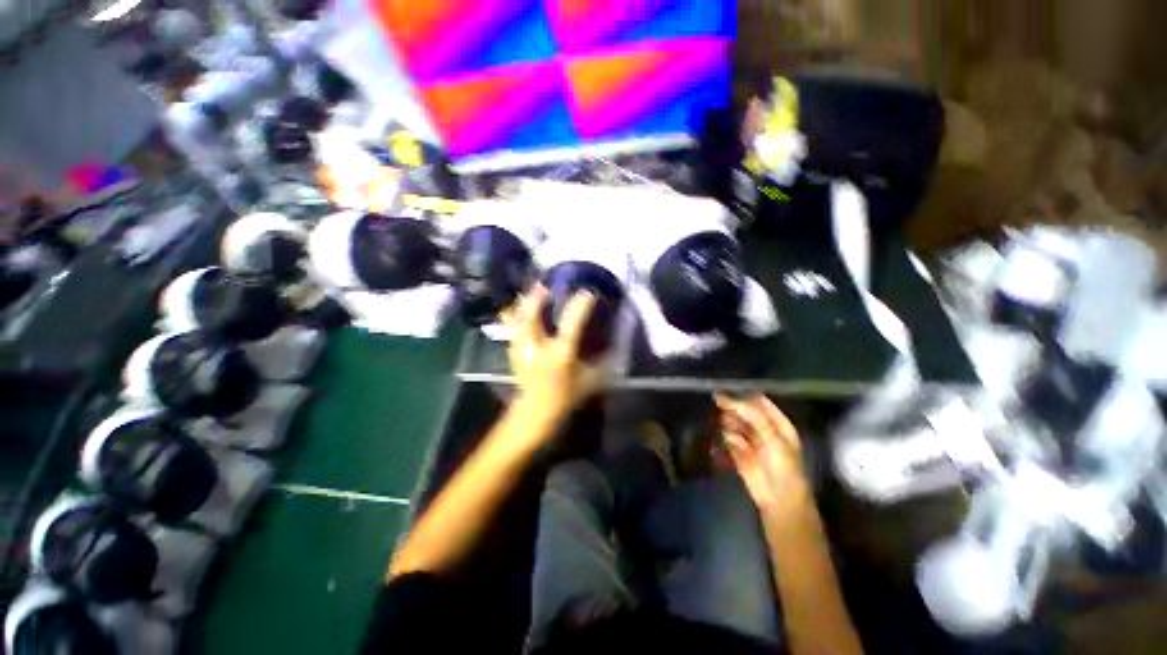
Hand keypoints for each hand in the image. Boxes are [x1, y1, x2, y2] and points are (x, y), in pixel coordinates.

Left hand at [503, 286, 605, 421]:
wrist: (536, 414)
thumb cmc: (565, 398)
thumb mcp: (590, 382)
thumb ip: (602, 364)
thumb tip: (616, 348)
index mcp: (560, 353)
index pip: (572, 323)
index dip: (580, 305)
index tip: (588, 293)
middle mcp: (539, 347)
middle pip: (532, 316)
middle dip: (537, 298)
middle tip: (544, 285)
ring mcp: (523, 349)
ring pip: (517, 320)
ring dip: (523, 304)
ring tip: (529, 293)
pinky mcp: (514, 352)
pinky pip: (511, 329)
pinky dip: (512, 317)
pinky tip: (515, 311)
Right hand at [716, 394, 808, 511]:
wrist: (779, 500)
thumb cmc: (783, 466)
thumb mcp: (772, 436)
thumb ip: (751, 415)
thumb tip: (725, 397)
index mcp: (776, 422)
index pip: (757, 401)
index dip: (742, 395)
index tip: (724, 391)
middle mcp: (762, 427)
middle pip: (742, 411)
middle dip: (731, 409)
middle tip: (720, 409)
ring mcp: (749, 439)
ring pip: (732, 422)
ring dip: (727, 424)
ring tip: (731, 433)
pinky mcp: (737, 451)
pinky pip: (727, 437)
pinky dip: (724, 437)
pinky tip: (728, 442)